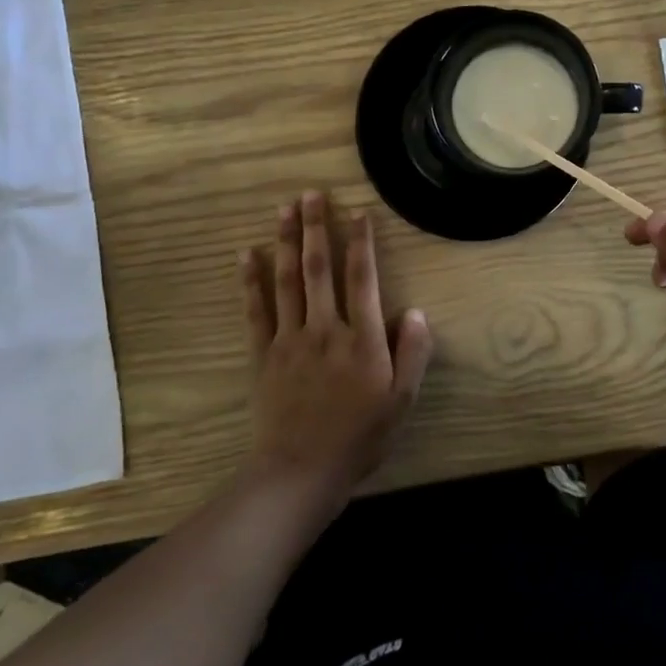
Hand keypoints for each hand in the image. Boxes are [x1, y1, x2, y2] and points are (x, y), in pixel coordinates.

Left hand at [242, 191, 431, 500]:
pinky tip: (247, 255)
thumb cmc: (359, 437)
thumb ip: (413, 353)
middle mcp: (325, 329)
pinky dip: (251, 281)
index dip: (361, 243)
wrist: (300, 471)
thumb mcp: (402, 401)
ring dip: (286, 242)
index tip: (359, 212)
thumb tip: (417, 311)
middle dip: (316, 227)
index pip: (362, 279)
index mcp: (362, 339)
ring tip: (284, 209)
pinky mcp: (263, 355)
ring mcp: (289, 340)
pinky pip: (255, 310)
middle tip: (311, 193)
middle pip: (319, 268)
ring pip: (287, 281)